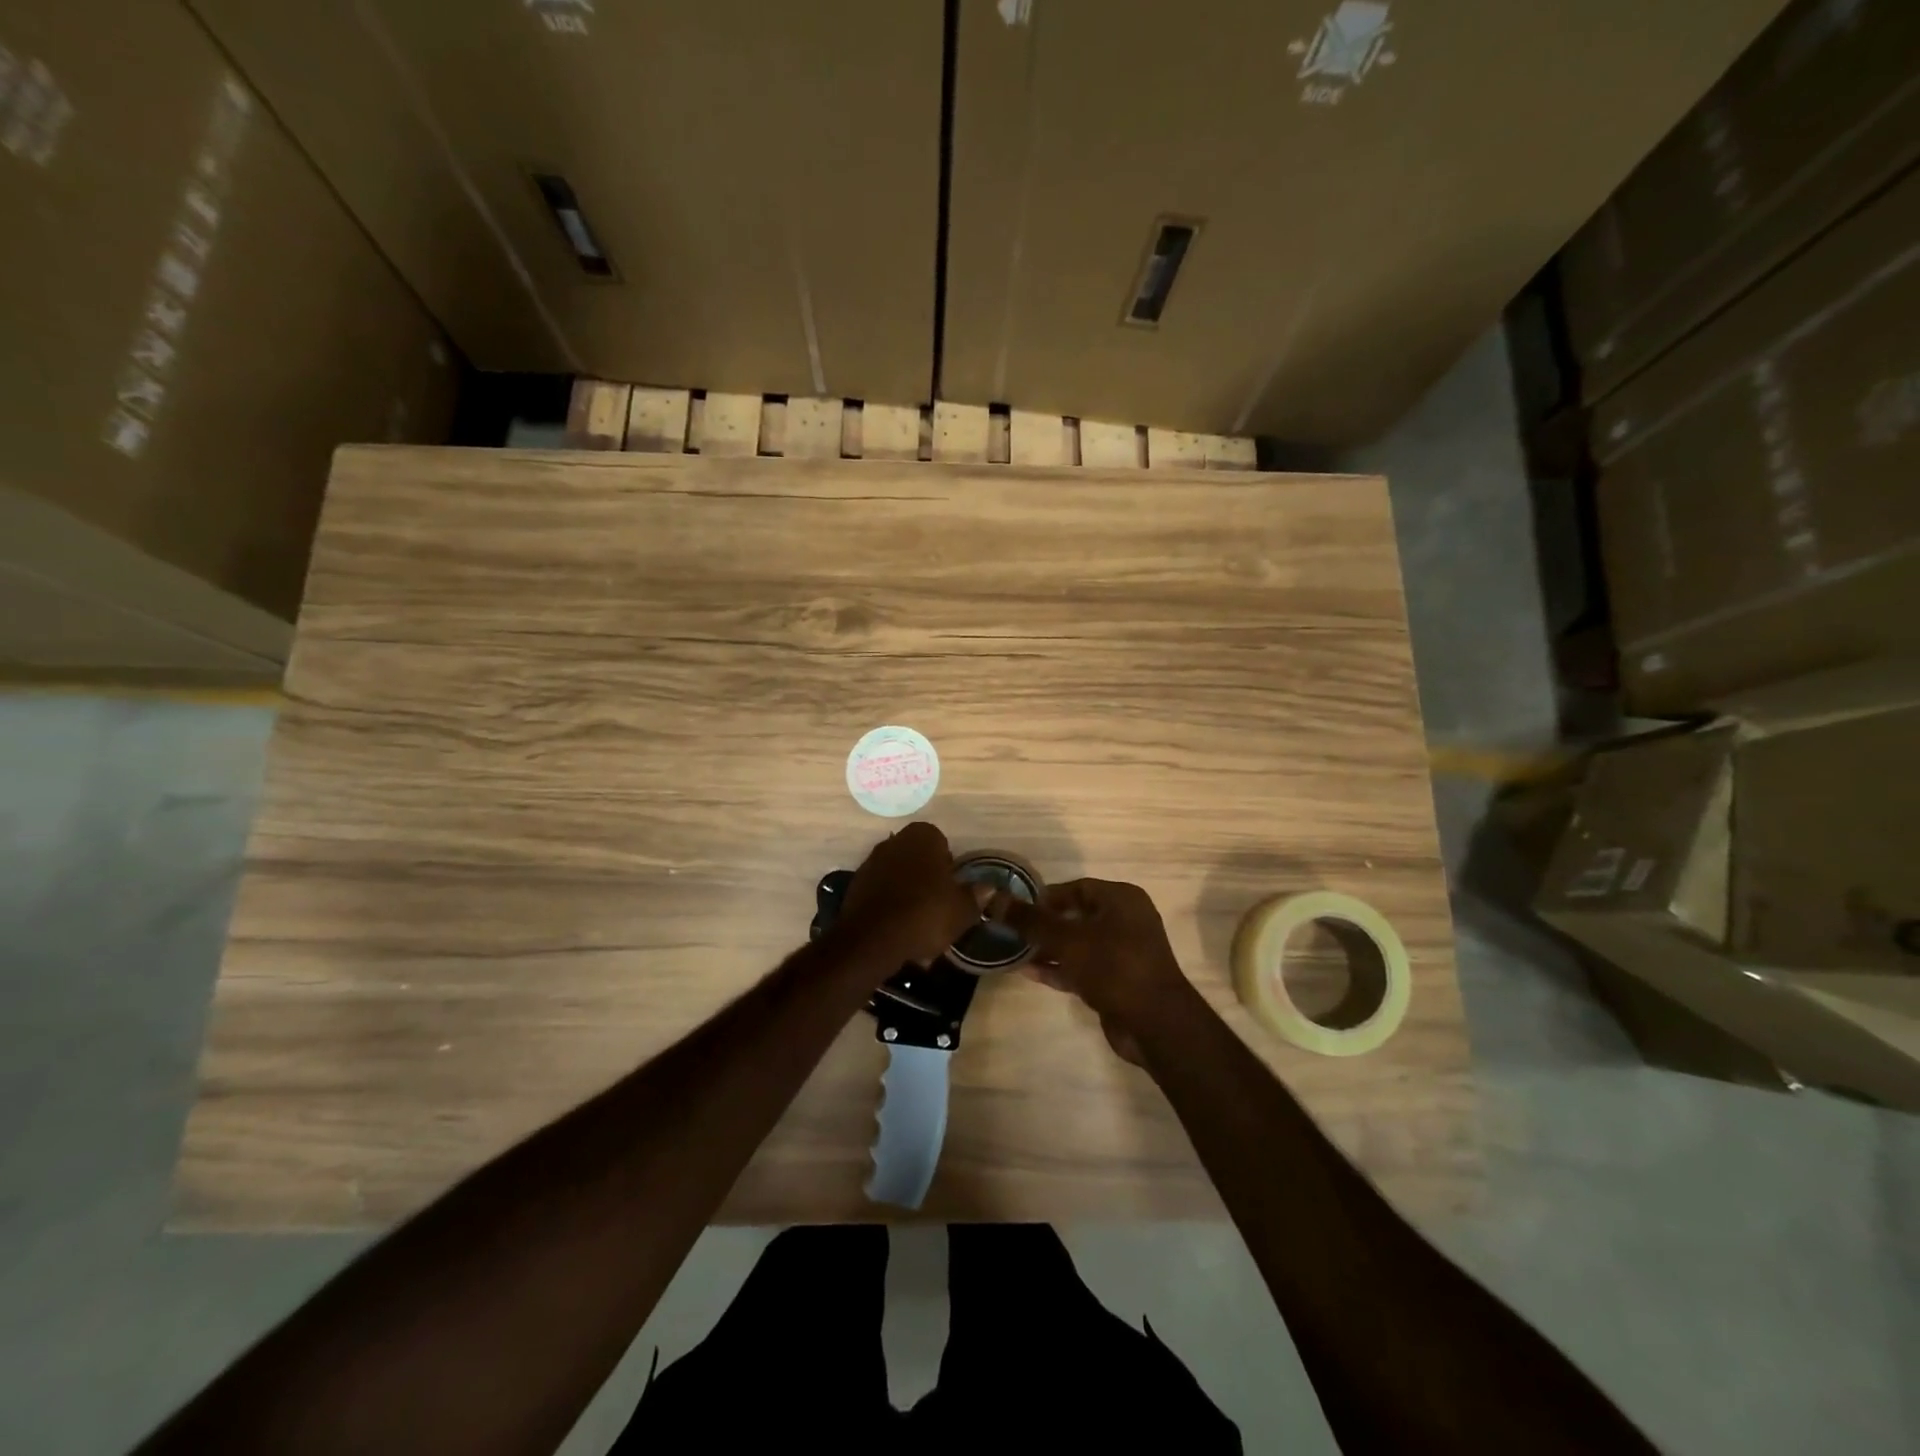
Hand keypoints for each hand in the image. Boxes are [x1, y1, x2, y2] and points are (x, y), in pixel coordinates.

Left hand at [840, 822, 979, 966]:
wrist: (872, 940)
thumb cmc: (925, 914)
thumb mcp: (962, 910)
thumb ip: (976, 895)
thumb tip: (988, 887)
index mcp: (923, 836)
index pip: (941, 842)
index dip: (949, 866)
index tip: (952, 889)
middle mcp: (894, 841)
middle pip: (918, 859)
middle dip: (928, 879)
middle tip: (939, 907)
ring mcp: (871, 862)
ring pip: (899, 877)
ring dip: (909, 894)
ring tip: (919, 926)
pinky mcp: (856, 886)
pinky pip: (882, 893)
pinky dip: (891, 907)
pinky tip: (899, 931)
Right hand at [996, 878, 1189, 1059]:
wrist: (1154, 1023)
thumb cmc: (1112, 966)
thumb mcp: (1066, 939)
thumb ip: (1030, 921)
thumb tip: (994, 899)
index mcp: (1121, 899)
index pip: (1076, 888)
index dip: (1045, 897)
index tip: (1016, 908)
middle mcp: (1126, 920)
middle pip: (1076, 915)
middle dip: (1043, 924)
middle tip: (1011, 930)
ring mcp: (1123, 952)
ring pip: (1078, 943)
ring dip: (1048, 948)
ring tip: (1014, 951)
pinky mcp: (1117, 981)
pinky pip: (1083, 966)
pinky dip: (1060, 967)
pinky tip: (1029, 972)